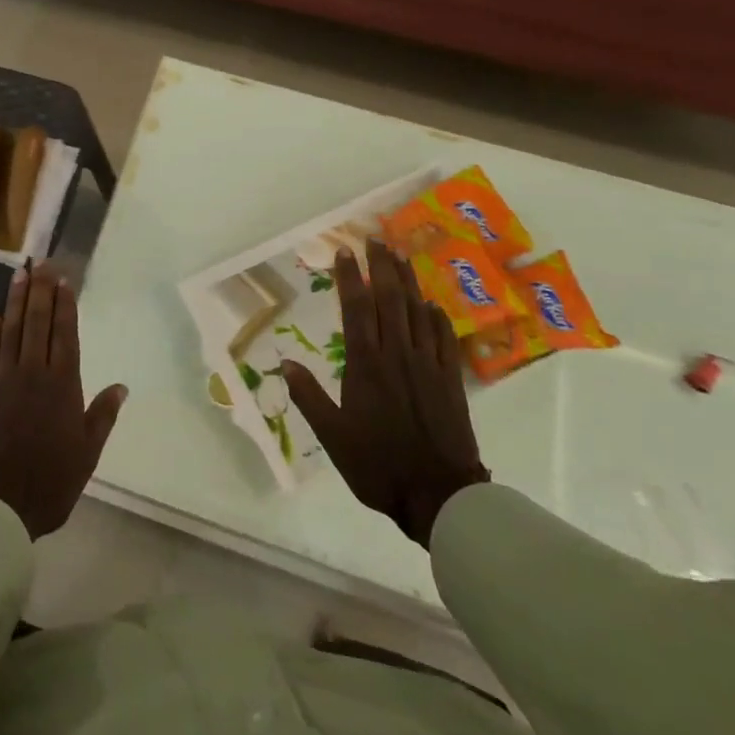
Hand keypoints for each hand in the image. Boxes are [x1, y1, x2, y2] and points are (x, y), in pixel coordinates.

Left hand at [0, 263, 128, 539]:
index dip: (64, 305)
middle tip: (42, 263)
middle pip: (37, 324)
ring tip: (20, 275)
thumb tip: (121, 386)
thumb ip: (102, 417)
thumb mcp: (87, 455)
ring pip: (11, 332)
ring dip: (16, 302)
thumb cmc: (49, 484)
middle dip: (41, 291)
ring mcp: (3, 382)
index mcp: (62, 387)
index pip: (64, 335)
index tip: (64, 280)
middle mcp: (32, 375)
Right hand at [281, 240, 489, 547]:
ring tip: (403, 256)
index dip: (350, 277)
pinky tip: (433, 304)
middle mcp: (397, 354)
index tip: (345, 251)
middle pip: (390, 299)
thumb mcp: (332, 436)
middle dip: (383, 266)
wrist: (439, 495)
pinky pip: (444, 338)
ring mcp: (428, 364)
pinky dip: (437, 317)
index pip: (356, 308)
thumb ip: (309, 396)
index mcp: (366, 364)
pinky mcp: (450, 380)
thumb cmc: (377, 465)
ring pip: (418, 311)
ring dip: (410, 281)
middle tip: (377, 239)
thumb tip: (284, 362)